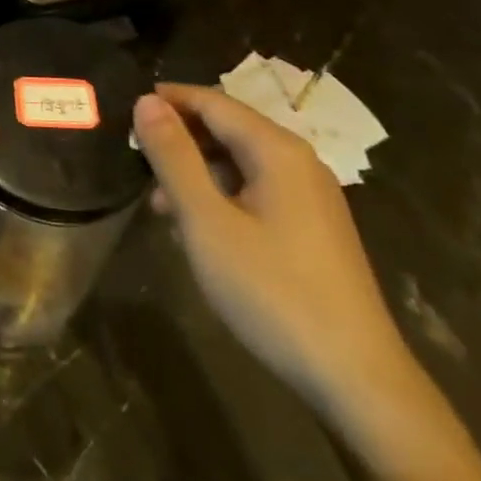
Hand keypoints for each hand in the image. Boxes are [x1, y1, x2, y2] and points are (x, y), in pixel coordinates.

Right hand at [134, 83, 423, 430]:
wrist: (356, 380)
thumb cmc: (272, 292)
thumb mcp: (206, 222)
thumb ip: (173, 157)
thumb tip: (145, 101)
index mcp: (277, 150)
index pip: (213, 101)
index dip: (167, 100)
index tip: (125, 111)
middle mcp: (299, 161)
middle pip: (229, 127)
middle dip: (180, 136)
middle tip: (136, 157)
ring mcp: (311, 196)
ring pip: (241, 160)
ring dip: (197, 168)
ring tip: (158, 200)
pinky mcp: (313, 228)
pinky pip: (257, 188)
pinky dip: (221, 193)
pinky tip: (199, 225)